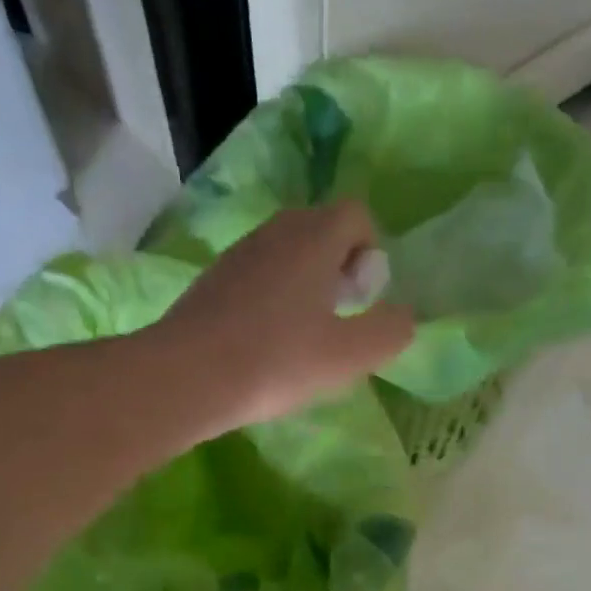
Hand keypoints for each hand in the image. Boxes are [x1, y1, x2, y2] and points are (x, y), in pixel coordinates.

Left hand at [156, 202, 414, 428]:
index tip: (363, 298)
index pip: (356, 214)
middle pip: (320, 229)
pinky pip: (256, 275)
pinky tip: (266, 342)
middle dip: (339, 265)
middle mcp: (275, 233)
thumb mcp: (350, 355)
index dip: (370, 251)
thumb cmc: (276, 361)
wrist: (186, 377)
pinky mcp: (212, 281)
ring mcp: (238, 254)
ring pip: (286, 252)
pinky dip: (271, 297)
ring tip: (303, 334)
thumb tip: (404, 317)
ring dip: (305, 283)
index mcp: (313, 238)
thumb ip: (389, 331)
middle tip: (339, 315)